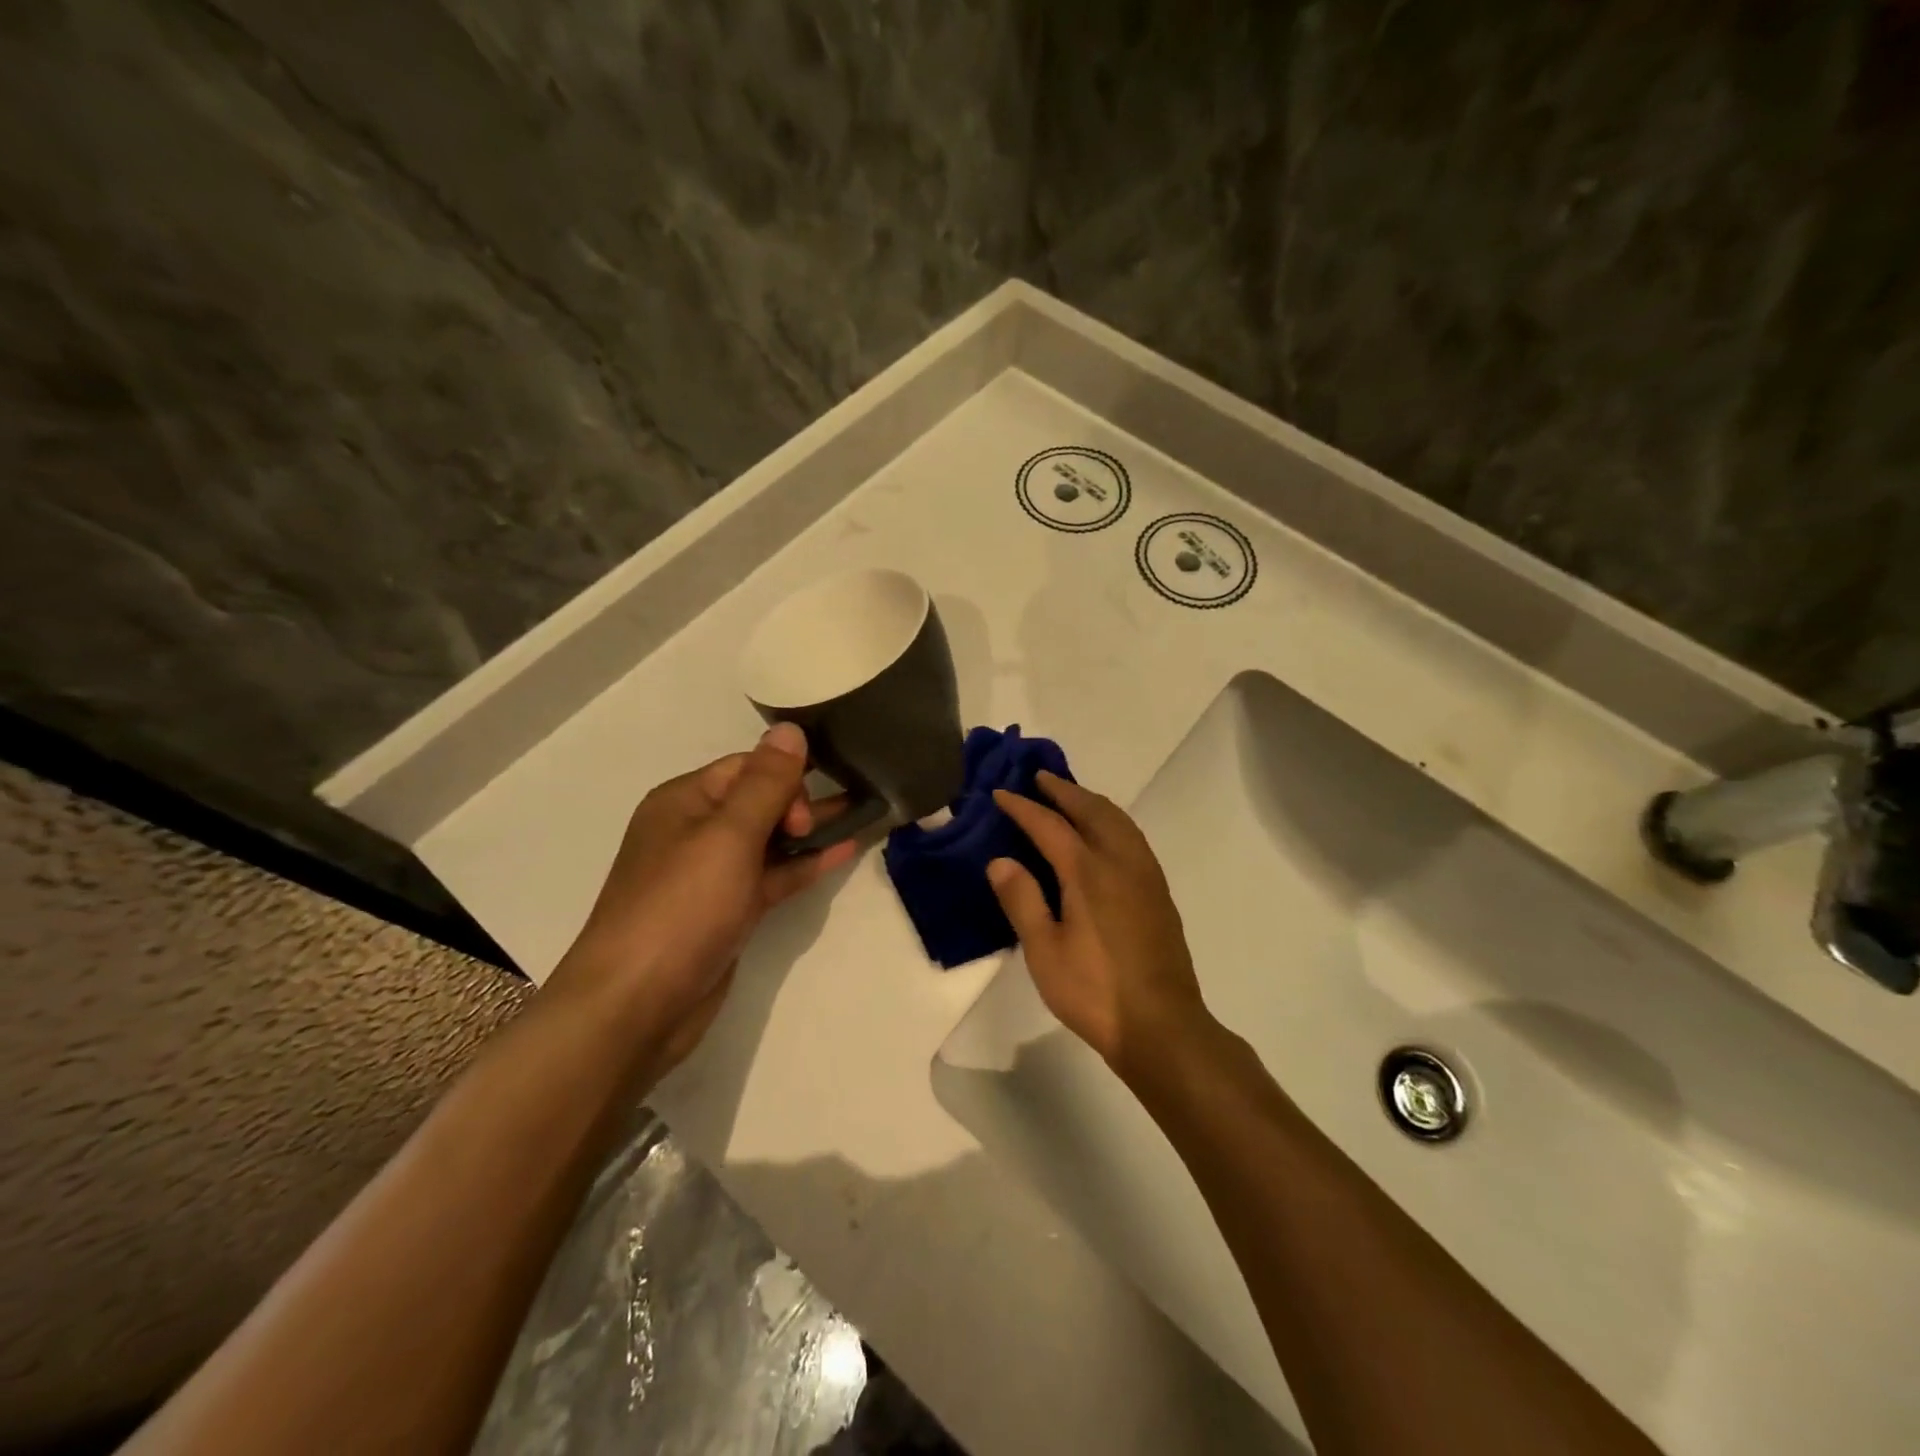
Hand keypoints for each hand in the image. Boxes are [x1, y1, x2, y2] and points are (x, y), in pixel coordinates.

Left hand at [551, 723, 857, 1069]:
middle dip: (801, 802)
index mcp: (684, 801)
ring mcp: (712, 875)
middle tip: (828, 824)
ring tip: (862, 816)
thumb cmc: (681, 908)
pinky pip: (772, 875)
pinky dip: (803, 865)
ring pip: (770, 840)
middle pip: (760, 800)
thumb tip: (790, 729)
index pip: (747, 767)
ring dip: (810, 831)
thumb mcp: (727, 836)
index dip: (784, 779)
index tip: (804, 812)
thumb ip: (765, 783)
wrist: (637, 1006)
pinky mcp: (728, 912)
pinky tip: (842, 853)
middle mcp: (696, 832)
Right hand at [987, 772, 1210, 1080]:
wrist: (1162, 1025)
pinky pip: (1133, 837)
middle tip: (1039, 778)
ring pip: (1119, 821)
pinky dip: (1112, 820)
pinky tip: (1104, 835)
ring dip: (1092, 801)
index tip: (1001, 793)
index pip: (1050, 826)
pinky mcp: (1159, 893)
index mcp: (1089, 873)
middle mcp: (1121, 862)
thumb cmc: (1094, 991)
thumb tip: (999, 860)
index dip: (1023, 808)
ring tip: (1070, 796)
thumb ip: (1022, 900)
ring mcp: (1146, 876)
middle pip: (1092, 811)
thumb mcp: (1044, 951)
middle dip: (1064, 791)